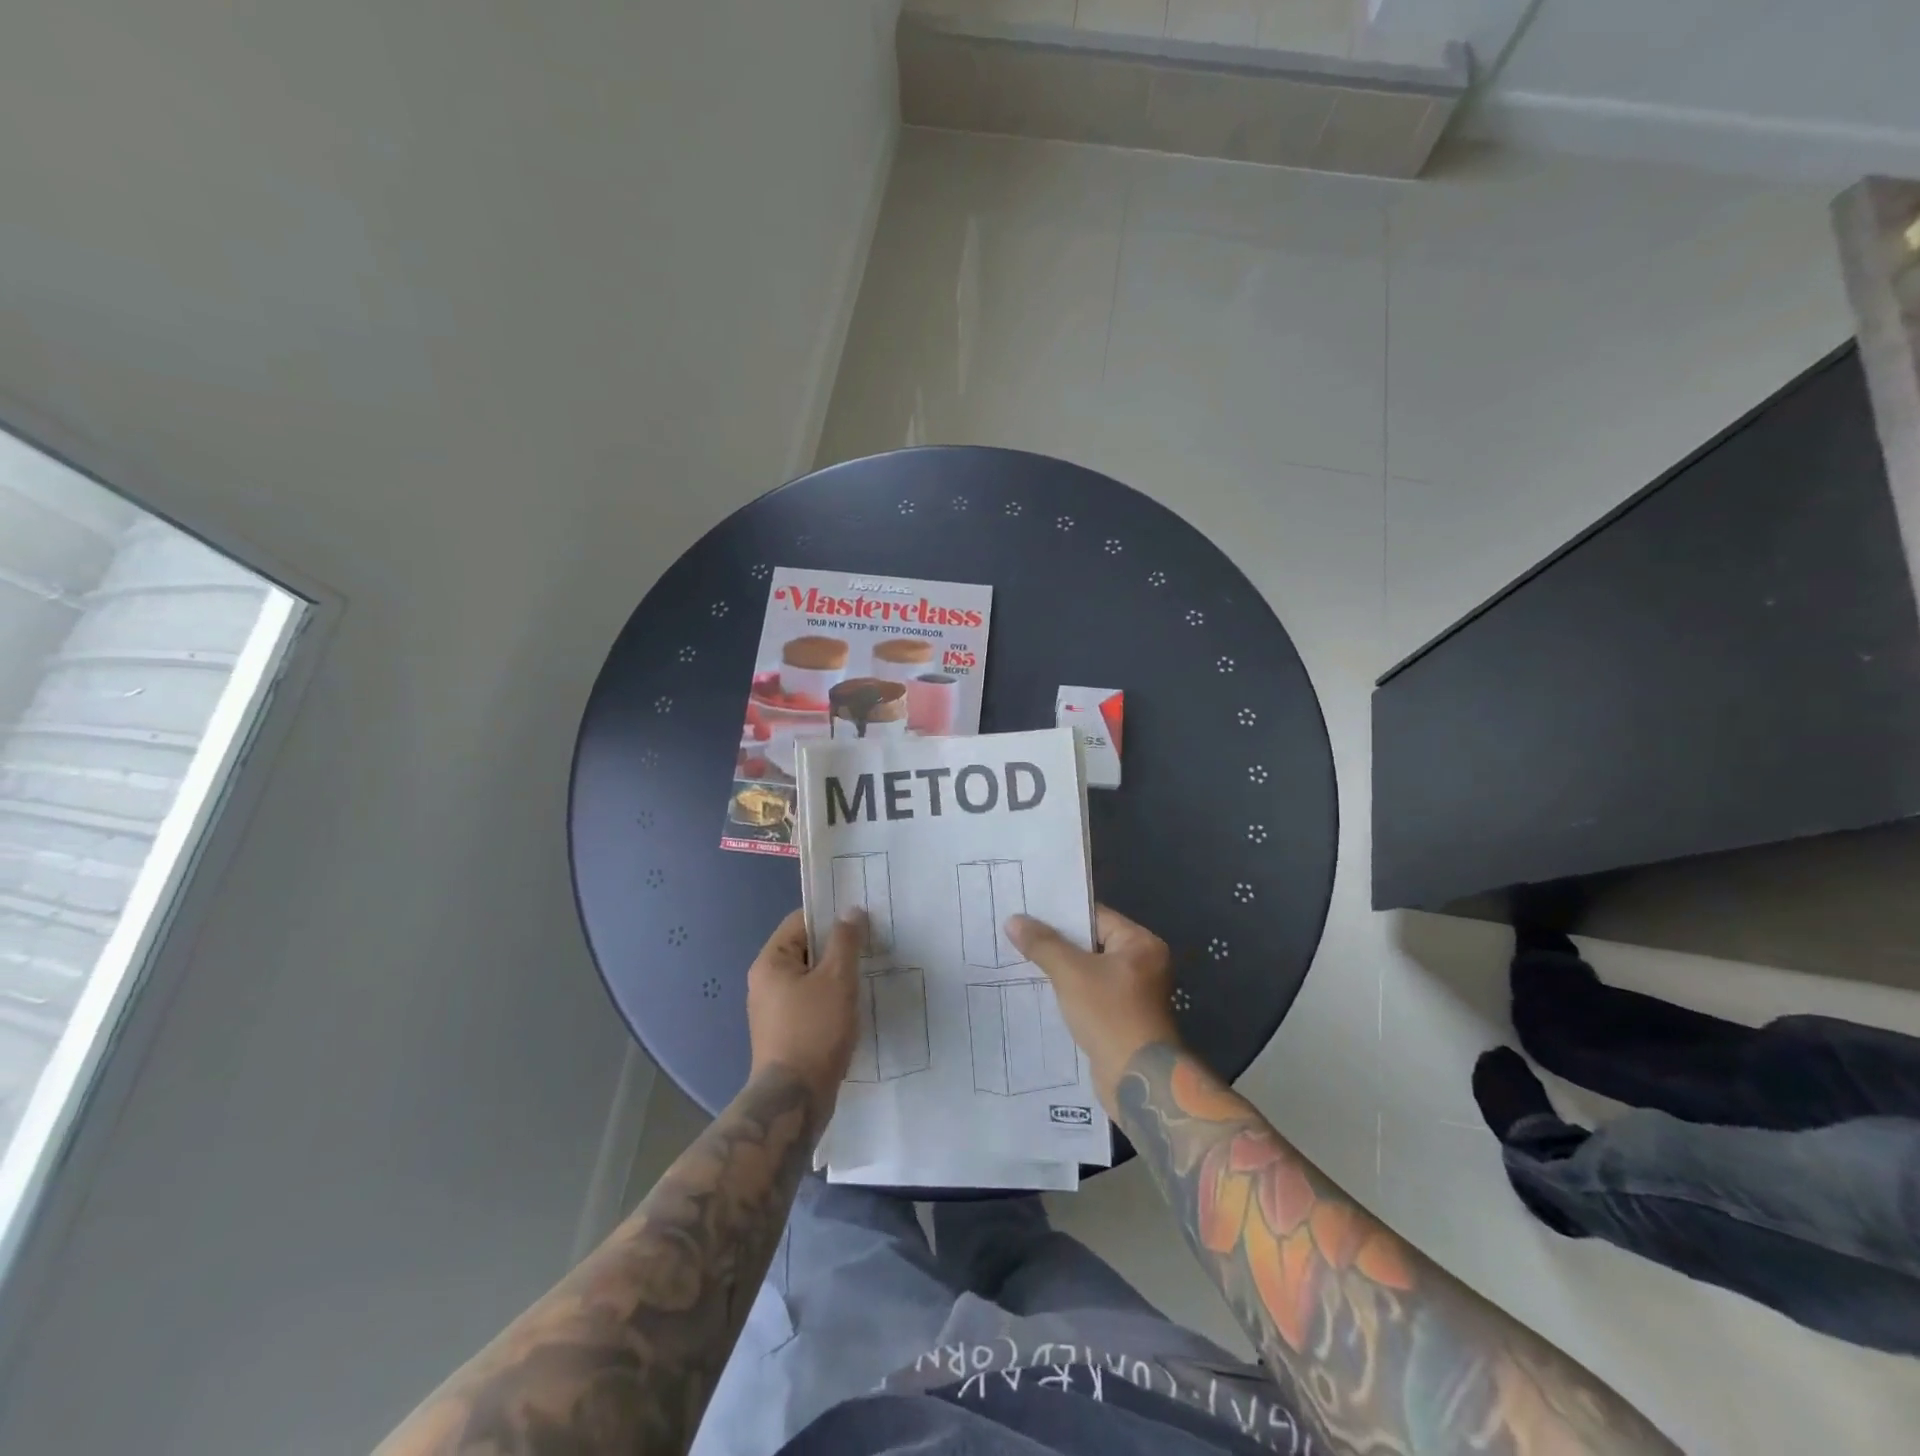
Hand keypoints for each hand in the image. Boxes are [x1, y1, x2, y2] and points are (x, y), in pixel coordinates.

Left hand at [747, 907, 864, 1114]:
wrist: (795, 1099)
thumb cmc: (815, 1030)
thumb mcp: (837, 978)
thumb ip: (845, 941)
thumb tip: (850, 911)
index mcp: (771, 962)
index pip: (800, 921)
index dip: (831, 917)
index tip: (861, 922)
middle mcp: (765, 982)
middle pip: (806, 949)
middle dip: (837, 948)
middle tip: (870, 948)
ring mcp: (773, 1010)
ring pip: (810, 978)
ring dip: (836, 976)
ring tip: (866, 976)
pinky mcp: (785, 1033)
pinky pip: (810, 1003)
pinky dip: (830, 1000)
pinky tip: (853, 1007)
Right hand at [1006, 905, 1180, 1114]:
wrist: (1136, 1079)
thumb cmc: (1109, 1014)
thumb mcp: (1070, 973)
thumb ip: (1043, 944)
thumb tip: (1013, 920)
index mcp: (1140, 944)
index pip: (1095, 917)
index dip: (1061, 914)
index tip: (1028, 910)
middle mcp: (1143, 963)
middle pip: (1092, 943)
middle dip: (1057, 942)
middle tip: (1019, 932)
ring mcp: (1134, 993)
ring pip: (1089, 970)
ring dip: (1061, 968)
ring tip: (1022, 958)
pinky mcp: (1122, 1017)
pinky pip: (1090, 993)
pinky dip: (1069, 990)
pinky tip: (1040, 989)